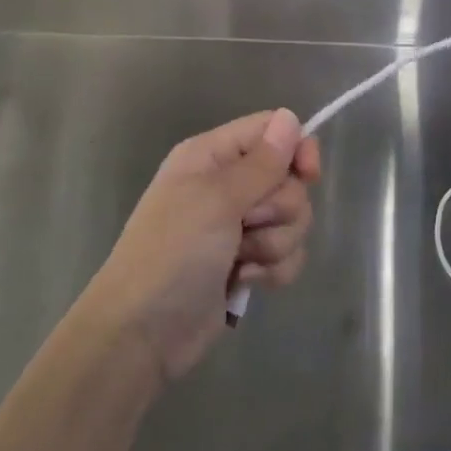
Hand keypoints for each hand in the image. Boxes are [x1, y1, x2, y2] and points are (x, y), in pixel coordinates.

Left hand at [87, 109, 321, 383]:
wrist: (142, 334)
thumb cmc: (172, 253)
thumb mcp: (216, 200)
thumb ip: (261, 162)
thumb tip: (290, 117)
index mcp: (212, 156)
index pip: (271, 130)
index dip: (296, 148)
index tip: (308, 175)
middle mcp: (227, 184)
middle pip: (290, 179)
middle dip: (280, 209)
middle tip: (247, 225)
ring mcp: (239, 226)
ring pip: (294, 220)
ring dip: (275, 244)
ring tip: (241, 261)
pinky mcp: (249, 263)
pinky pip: (288, 254)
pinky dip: (273, 270)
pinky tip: (244, 281)